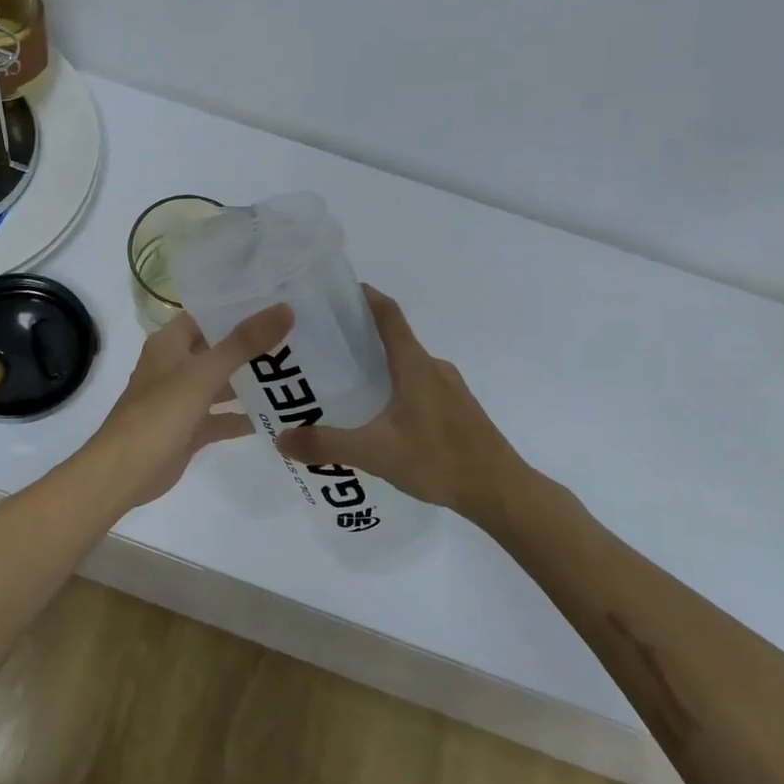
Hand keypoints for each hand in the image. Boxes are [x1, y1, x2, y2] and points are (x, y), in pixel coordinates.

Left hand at [81, 305, 292, 508]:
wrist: (124, 472)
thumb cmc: (160, 413)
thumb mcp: (204, 374)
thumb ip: (243, 343)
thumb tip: (284, 309)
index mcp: (170, 342)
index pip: (208, 314)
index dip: (239, 307)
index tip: (279, 301)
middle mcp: (175, 365)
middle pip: (219, 348)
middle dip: (253, 345)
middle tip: (298, 336)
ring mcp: (182, 398)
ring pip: (222, 383)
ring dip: (251, 380)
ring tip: (296, 372)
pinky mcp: (190, 428)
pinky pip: (221, 417)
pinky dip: (243, 416)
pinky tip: (278, 415)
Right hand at [275, 287, 532, 516]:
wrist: (502, 492)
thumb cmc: (440, 461)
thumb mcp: (376, 454)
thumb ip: (327, 445)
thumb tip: (281, 439)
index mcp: (414, 365)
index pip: (388, 313)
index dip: (363, 296)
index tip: (333, 291)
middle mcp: (433, 367)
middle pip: (393, 336)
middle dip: (358, 334)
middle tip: (321, 343)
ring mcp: (449, 388)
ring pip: (406, 363)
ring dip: (377, 363)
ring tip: (343, 381)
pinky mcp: (456, 408)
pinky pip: (419, 384)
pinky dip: (394, 385)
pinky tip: (379, 415)